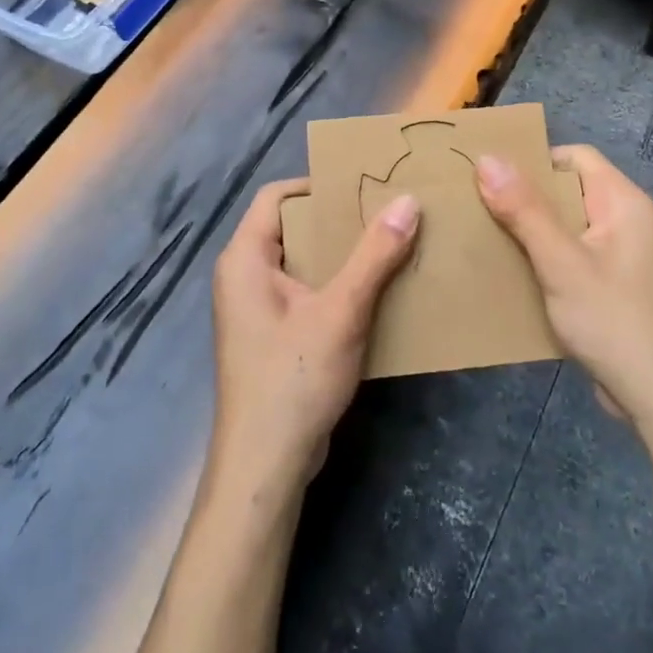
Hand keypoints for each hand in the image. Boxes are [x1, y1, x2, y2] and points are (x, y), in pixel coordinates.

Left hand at [208, 179, 419, 492]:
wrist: (265, 467)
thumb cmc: (293, 378)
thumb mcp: (341, 311)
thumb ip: (375, 255)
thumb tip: (408, 201)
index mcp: (245, 258)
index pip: (276, 196)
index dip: (317, 184)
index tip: (363, 186)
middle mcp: (244, 276)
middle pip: (292, 228)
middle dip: (338, 220)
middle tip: (386, 213)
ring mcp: (257, 309)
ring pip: (303, 262)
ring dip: (343, 255)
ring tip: (390, 245)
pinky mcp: (273, 336)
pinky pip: (306, 293)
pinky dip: (337, 286)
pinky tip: (376, 291)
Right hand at [476, 146, 652, 426]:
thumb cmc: (614, 322)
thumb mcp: (561, 263)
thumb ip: (524, 210)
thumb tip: (487, 159)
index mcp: (624, 202)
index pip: (576, 157)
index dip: (535, 161)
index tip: (491, 178)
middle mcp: (630, 220)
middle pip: (571, 190)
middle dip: (527, 198)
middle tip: (481, 207)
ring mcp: (626, 255)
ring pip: (571, 226)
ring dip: (534, 231)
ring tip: (490, 237)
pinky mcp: (619, 285)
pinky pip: (577, 256)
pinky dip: (549, 258)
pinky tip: (518, 275)